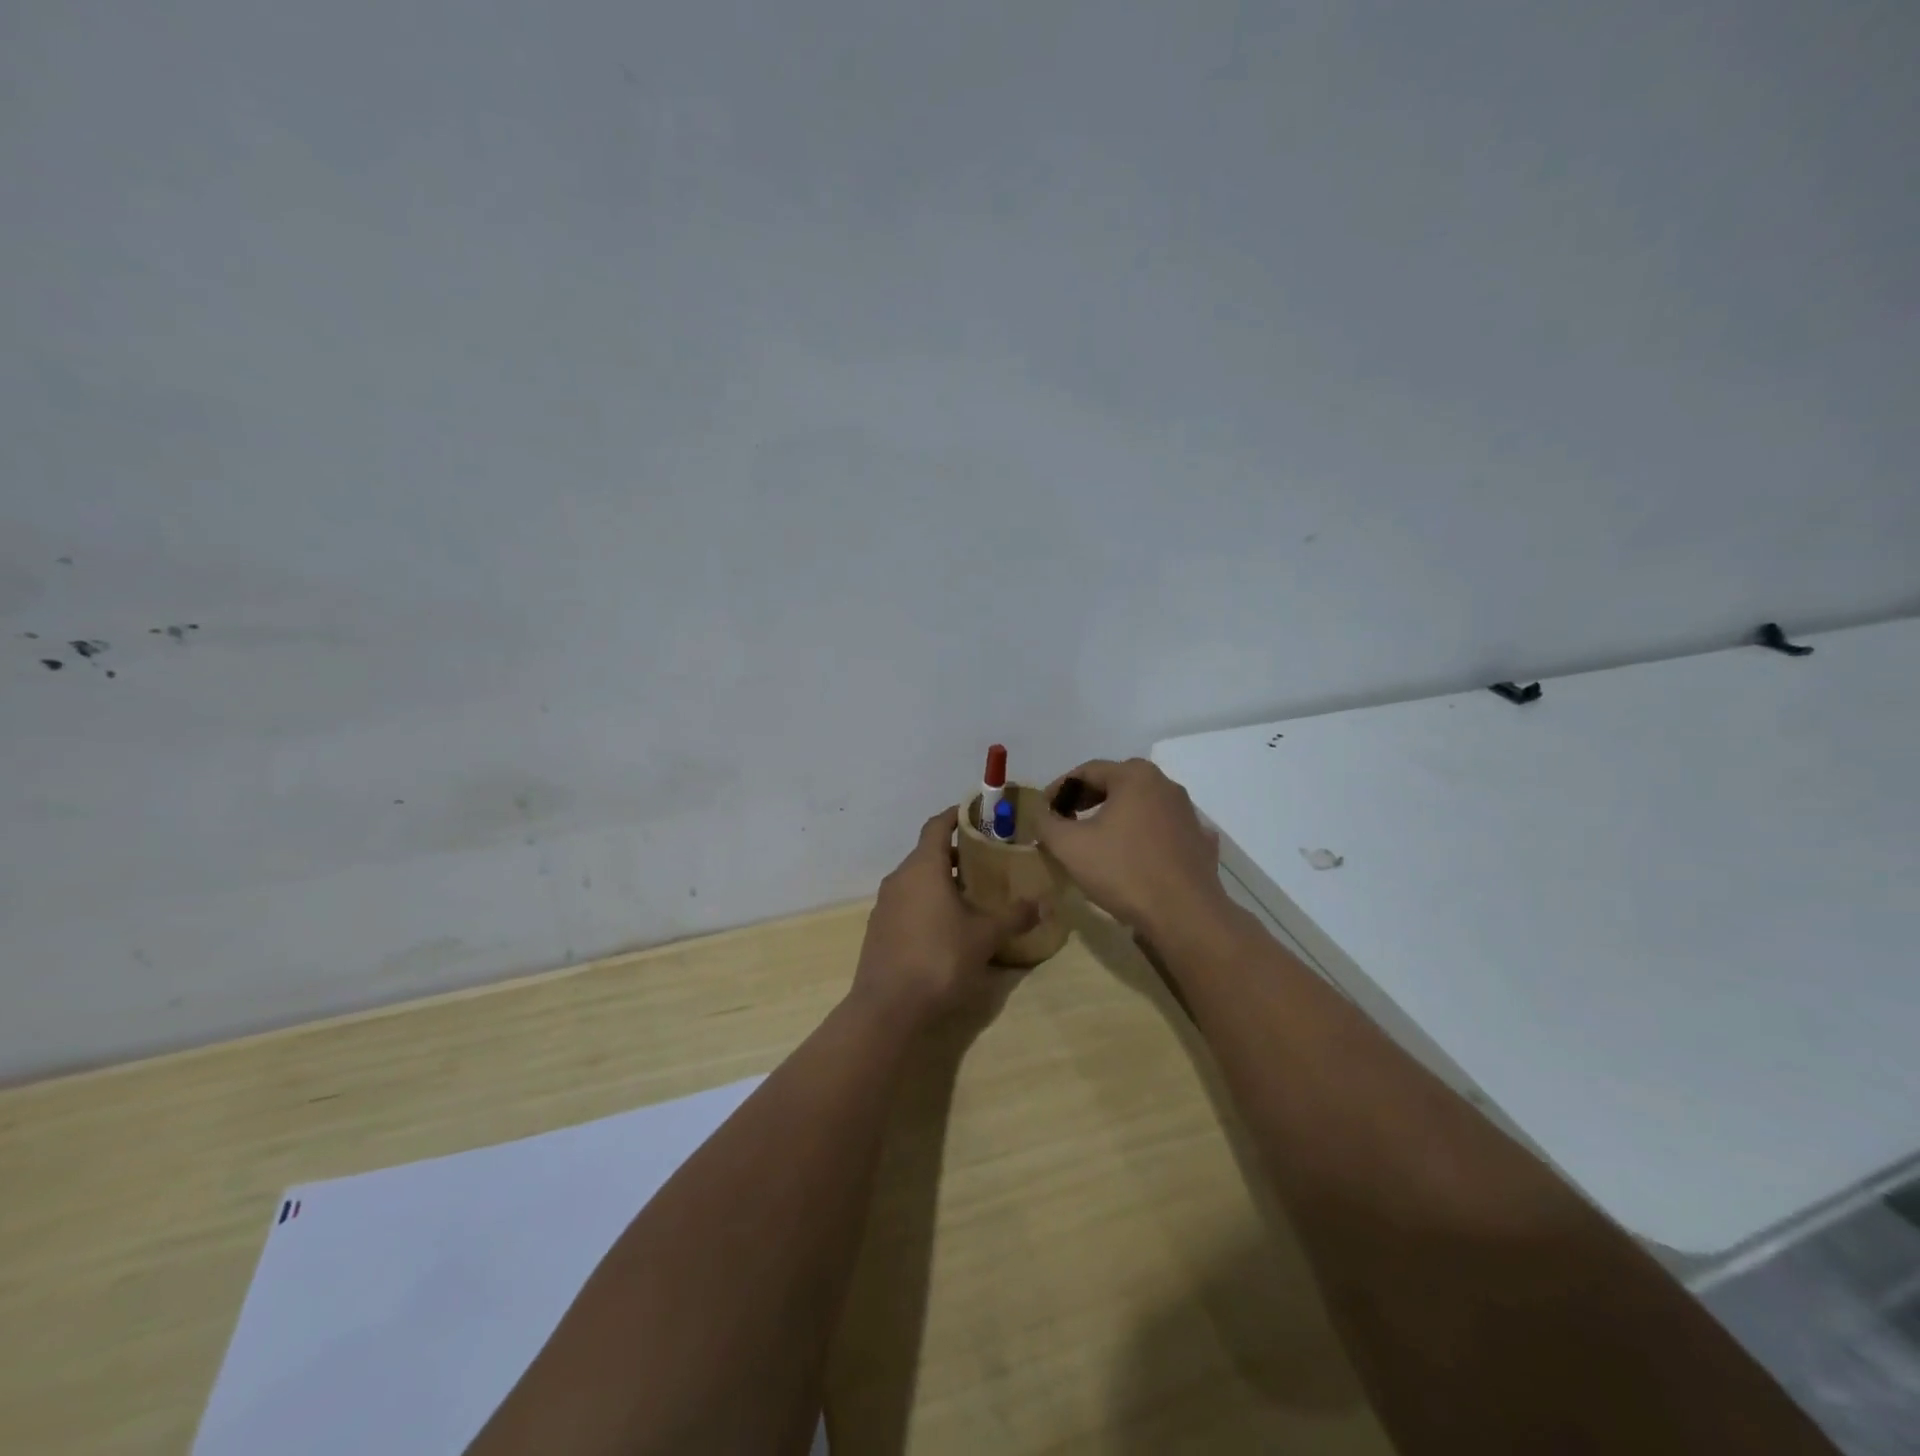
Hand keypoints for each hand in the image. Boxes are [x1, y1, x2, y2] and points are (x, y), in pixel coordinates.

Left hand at [851, 807, 1038, 1028]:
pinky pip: (906, 902)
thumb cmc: (939, 959)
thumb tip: (1043, 904)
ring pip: (916, 879)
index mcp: (923, 867)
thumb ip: (1014, 917)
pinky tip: (947, 925)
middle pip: (927, 853)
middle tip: (986, 860)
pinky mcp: (879, 929)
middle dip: (955, 853)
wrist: (888, 1008)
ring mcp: (885, 904)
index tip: (976, 814)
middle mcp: (899, 878)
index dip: (956, 816)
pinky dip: (927, 901)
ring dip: (941, 880)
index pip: (936, 825)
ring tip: (971, 894)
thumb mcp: (985, 937)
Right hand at [1035, 758, 1229, 941]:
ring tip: (1096, 837)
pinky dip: (1143, 834)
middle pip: (1116, 783)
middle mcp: (1165, 785)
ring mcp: (1187, 812)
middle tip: (1065, 818)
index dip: (1059, 788)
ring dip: (1115, 815)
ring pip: (1141, 805)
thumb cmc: (1123, 871)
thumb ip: (1046, 823)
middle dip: (1087, 798)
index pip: (1087, 771)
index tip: (1043, 810)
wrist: (1185, 915)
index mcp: (1134, 776)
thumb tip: (1041, 813)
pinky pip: (1162, 829)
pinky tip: (1133, 853)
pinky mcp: (1199, 840)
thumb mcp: (1069, 846)